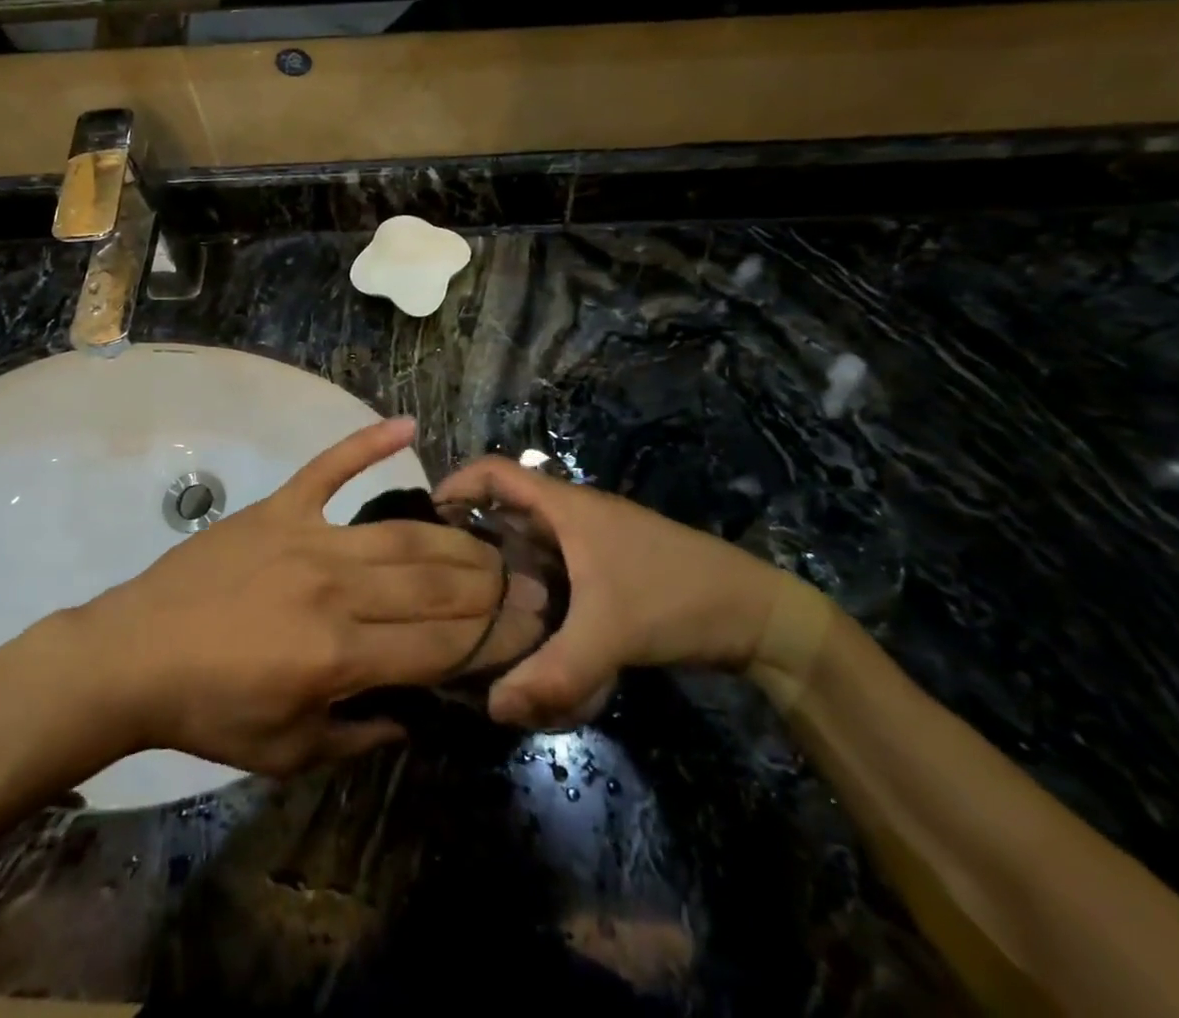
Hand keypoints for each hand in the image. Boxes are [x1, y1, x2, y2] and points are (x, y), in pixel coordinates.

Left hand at [74, 420, 544, 774]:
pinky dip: (367, 443)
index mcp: (339, 655)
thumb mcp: (287, 751)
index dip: (491, 639)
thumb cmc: (210, 712)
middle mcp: (335, 588)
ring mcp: (309, 537)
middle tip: (528, 581)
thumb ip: (359, 735)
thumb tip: (414, 715)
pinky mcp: (280, 507)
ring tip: (492, 540)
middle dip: (490, 586)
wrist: (133, 654)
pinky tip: (409, 425)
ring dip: (454, 537)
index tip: (529, 630)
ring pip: (401, 534)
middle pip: (433, 583)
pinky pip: (330, 468)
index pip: (439, 644)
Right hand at [434, 457, 788, 727]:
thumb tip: (491, 707)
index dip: (455, 482)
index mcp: (564, 506)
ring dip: (504, 571)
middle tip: (438, 579)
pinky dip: (533, 593)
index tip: (423, 519)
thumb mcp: (611, 634)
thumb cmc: (675, 598)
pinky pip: (552, 573)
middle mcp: (570, 516)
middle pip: (504, 510)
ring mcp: (589, 544)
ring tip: (471, 608)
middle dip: (471, 539)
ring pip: (529, 546)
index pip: (494, 470)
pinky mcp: (604, 571)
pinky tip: (525, 632)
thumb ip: (552, 673)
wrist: (755, 614)